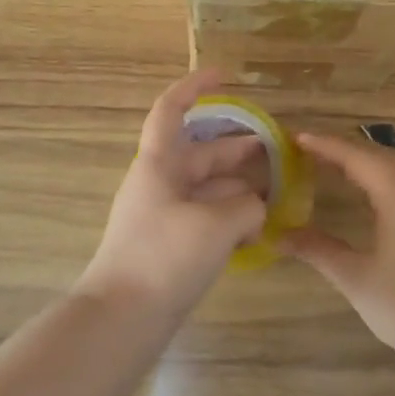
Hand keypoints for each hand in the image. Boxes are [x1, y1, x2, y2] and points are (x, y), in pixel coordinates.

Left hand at [75, 70, 269, 318]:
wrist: (121, 320)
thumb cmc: (164, 257)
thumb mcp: (216, 225)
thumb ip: (245, 207)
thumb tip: (254, 207)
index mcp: (159, 164)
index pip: (171, 110)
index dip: (195, 87)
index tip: (224, 75)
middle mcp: (158, 183)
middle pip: (198, 152)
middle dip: (234, 147)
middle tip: (272, 148)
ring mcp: (161, 215)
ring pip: (204, 186)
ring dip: (235, 184)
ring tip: (273, 189)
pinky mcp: (168, 245)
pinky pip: (202, 216)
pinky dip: (227, 215)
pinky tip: (254, 227)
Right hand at [282, 131, 394, 369]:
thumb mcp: (356, 278)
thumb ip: (318, 250)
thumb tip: (278, 234)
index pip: (356, 157)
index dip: (326, 145)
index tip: (296, 138)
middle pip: (379, 154)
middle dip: (345, 148)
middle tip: (310, 150)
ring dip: (368, 159)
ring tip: (337, 165)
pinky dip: (385, 174)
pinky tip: (371, 192)